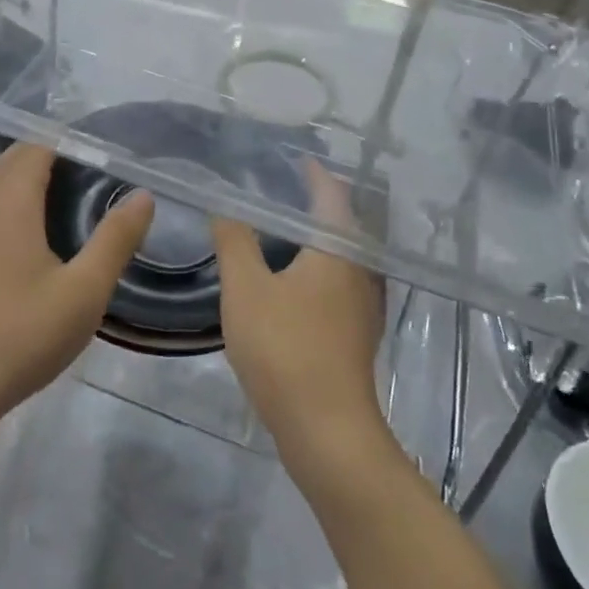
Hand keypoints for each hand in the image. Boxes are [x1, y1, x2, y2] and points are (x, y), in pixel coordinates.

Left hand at [0, 142, 153, 433]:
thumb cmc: (22, 335)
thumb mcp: (85, 290)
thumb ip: (116, 239)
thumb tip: (143, 195)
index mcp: (10, 203)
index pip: (37, 147)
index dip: (71, 141)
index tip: (107, 152)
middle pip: (15, 160)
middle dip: (53, 156)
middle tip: (97, 172)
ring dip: (30, 180)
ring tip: (73, 197)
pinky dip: (14, 203)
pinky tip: (38, 237)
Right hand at [212, 160, 387, 472]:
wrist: (327, 430)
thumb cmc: (285, 348)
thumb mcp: (245, 288)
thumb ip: (234, 241)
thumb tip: (224, 205)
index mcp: (339, 248)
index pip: (330, 193)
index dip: (313, 172)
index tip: (292, 158)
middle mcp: (360, 268)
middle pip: (342, 221)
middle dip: (315, 201)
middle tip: (278, 188)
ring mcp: (364, 303)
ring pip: (342, 254)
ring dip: (317, 235)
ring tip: (282, 228)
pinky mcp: (357, 331)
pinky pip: (339, 280)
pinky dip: (318, 265)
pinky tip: (293, 278)